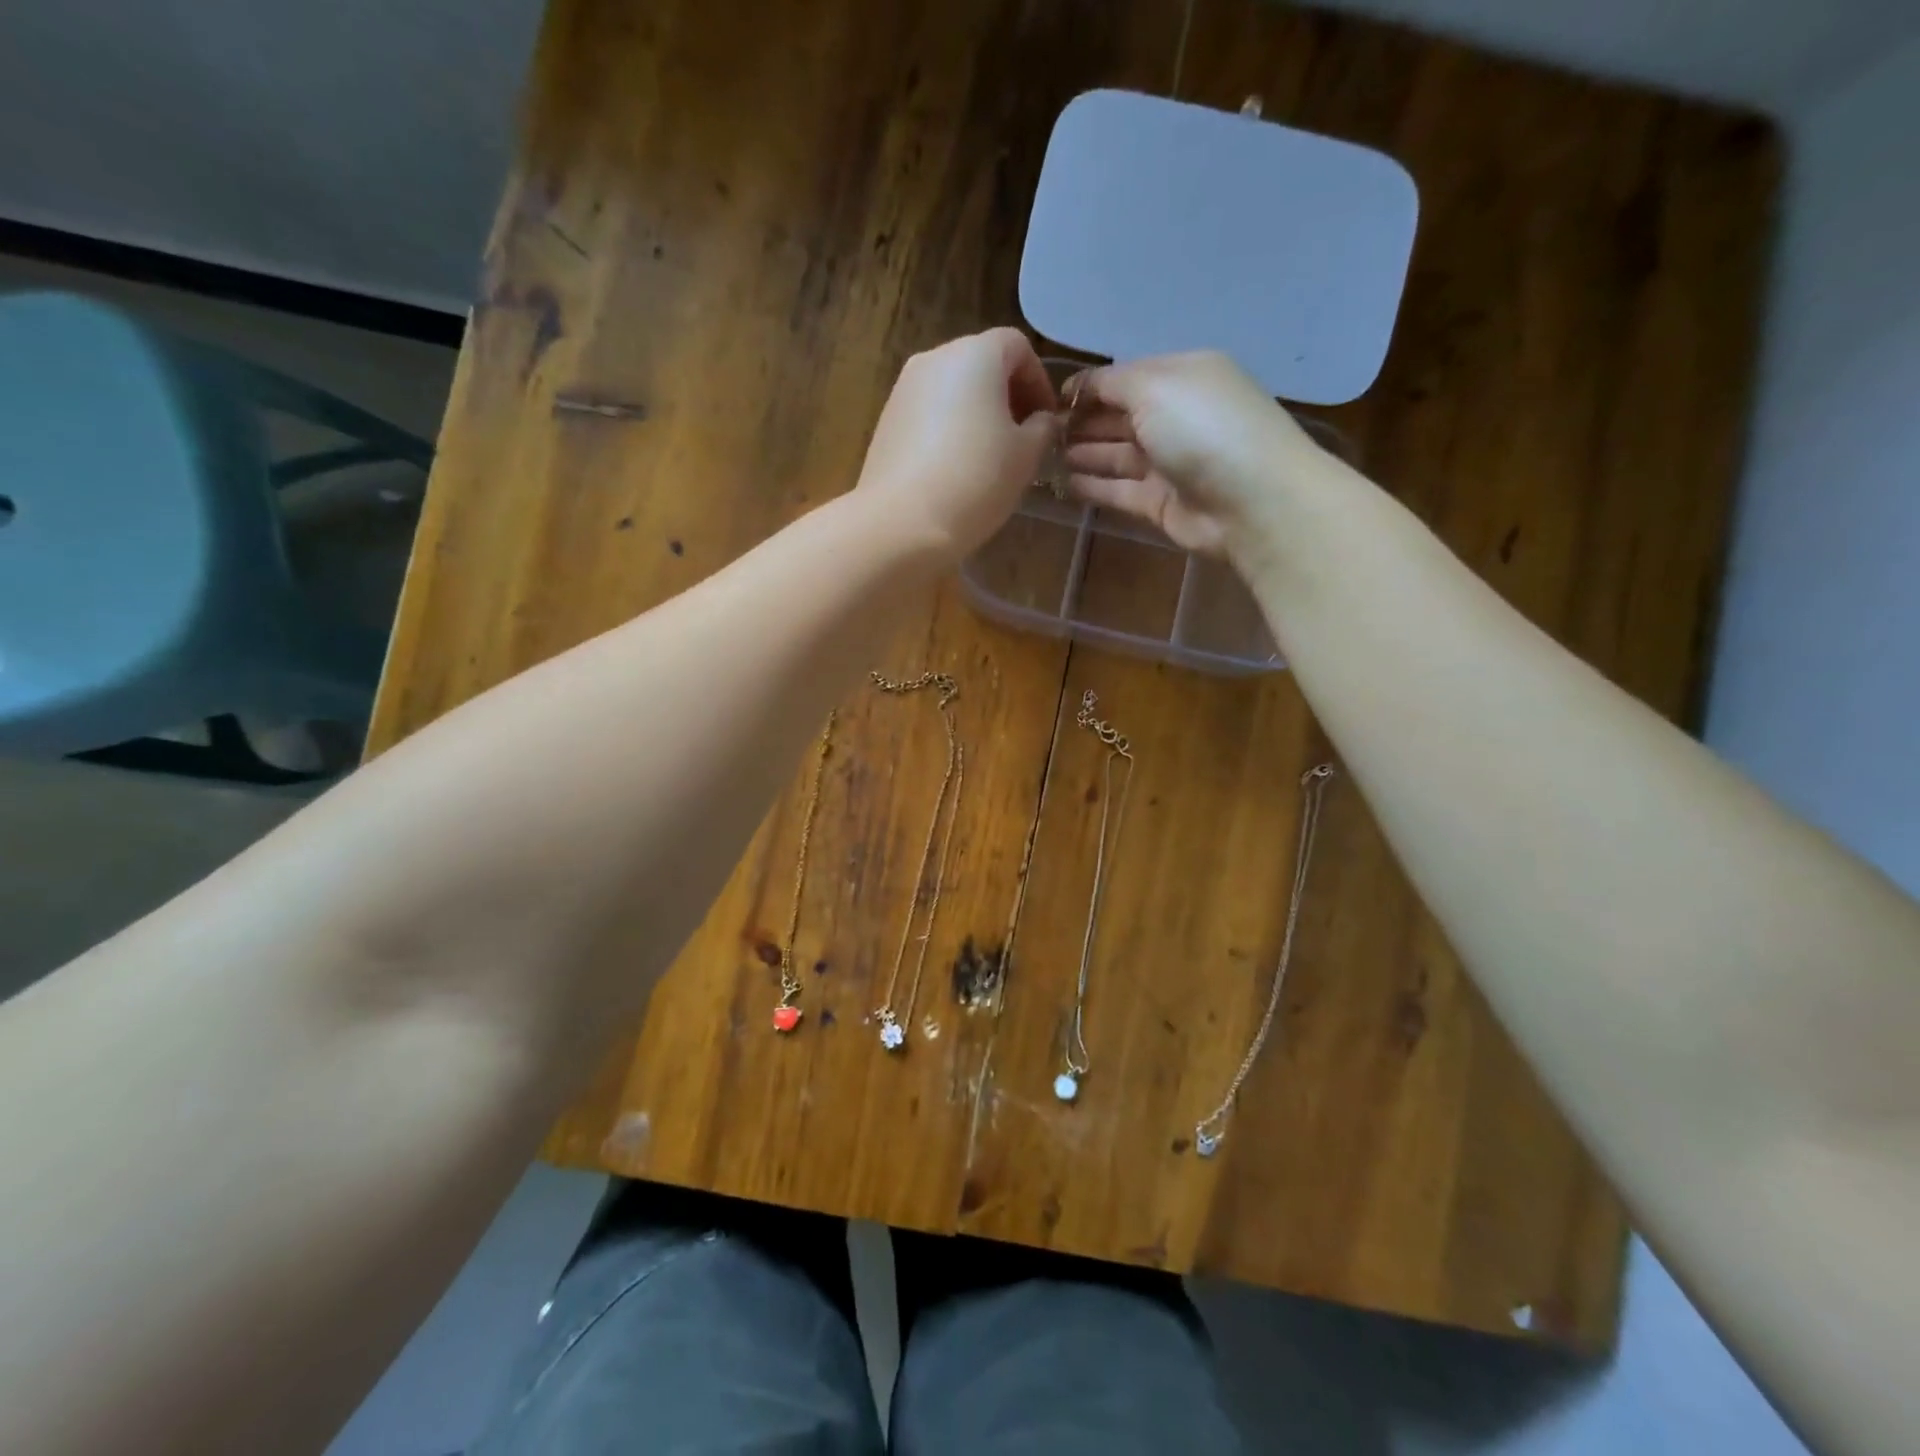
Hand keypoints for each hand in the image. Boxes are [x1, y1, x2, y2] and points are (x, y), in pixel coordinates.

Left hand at [854, 328, 1057, 559]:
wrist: (901, 522)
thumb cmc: (975, 480)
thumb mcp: (1026, 456)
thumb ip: (1042, 428)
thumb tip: (1040, 420)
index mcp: (974, 354)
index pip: (1017, 347)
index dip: (1039, 381)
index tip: (1048, 420)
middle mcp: (934, 359)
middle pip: (981, 364)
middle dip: (1008, 396)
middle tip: (1023, 439)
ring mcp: (903, 389)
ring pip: (953, 390)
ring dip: (978, 414)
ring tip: (991, 457)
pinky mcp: (886, 422)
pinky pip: (929, 414)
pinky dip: (949, 430)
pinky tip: (957, 469)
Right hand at [1064, 351, 1326, 561]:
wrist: (1252, 501)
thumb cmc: (1203, 429)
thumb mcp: (1155, 385)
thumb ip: (1111, 384)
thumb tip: (1078, 388)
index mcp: (1180, 378)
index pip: (1124, 379)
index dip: (1086, 389)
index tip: (1047, 402)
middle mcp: (1175, 417)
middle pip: (1117, 418)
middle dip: (1078, 424)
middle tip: (1036, 435)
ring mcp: (1168, 463)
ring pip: (1114, 456)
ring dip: (1079, 455)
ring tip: (1039, 459)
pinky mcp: (1161, 503)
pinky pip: (1118, 490)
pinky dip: (1090, 487)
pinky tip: (1059, 485)